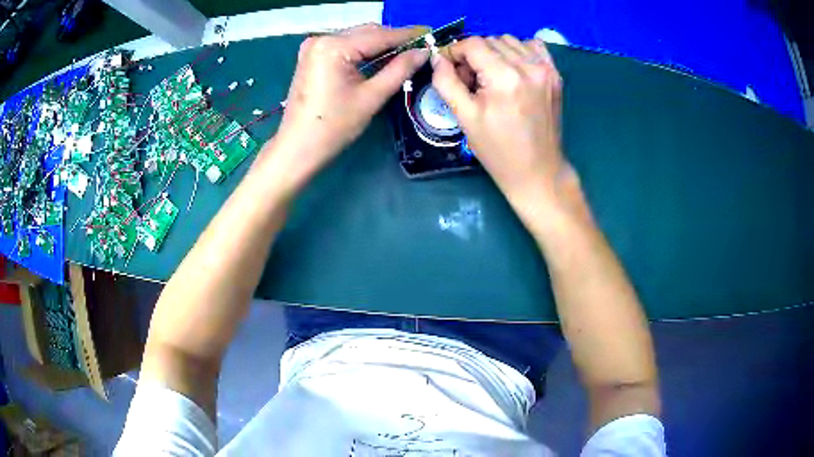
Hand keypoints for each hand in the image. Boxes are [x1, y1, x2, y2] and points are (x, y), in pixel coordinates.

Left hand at [271, 24, 428, 184]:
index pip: (379, 35)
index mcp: (334, 46)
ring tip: (404, 53)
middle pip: (367, 32)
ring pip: (357, 37)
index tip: (431, 34)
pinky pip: (345, 45)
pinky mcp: (312, 55)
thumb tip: (424, 52)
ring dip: (380, 44)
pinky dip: (363, 50)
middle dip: (394, 39)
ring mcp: (314, 46)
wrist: (298, 147)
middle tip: (420, 48)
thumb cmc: (334, 127)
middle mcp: (322, 39)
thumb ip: (399, 69)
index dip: (408, 35)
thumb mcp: (371, 97)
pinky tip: (379, 58)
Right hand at [432, 36, 572, 210]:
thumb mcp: (465, 117)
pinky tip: (513, 70)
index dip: (455, 52)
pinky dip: (518, 51)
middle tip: (471, 81)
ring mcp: (546, 69)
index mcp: (504, 77)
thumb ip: (446, 82)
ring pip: (510, 41)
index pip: (473, 44)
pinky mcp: (555, 75)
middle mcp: (528, 66)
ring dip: (495, 52)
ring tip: (492, 77)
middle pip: (490, 40)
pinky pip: (533, 46)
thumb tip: (438, 58)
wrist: (538, 171)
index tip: (450, 69)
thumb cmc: (498, 150)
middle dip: (474, 55)